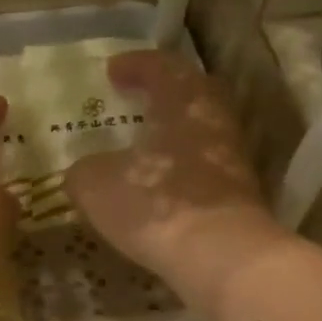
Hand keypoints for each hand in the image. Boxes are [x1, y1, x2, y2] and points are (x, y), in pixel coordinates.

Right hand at [65, 50, 287, 311]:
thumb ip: (84, 172)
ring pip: (201, 130)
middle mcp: (213, 120)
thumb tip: (83, 172)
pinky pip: (205, 166)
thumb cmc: (154, 205)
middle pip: (192, 92)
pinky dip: (183, 167)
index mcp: (181, 101)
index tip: (112, 70)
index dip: (135, 65)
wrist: (219, 255)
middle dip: (164, 92)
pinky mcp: (239, 193)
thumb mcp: (96, 186)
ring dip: (175, 132)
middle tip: (139, 99)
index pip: (160, 67)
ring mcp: (232, 157)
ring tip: (147, 145)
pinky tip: (163, 184)